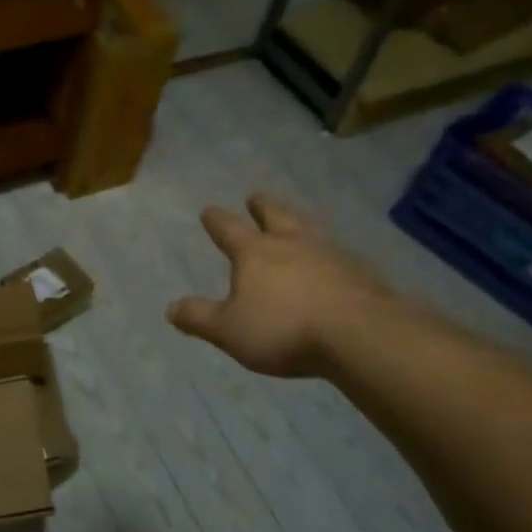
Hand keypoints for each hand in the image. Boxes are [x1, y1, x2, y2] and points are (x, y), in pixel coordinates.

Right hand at [167, 193, 395, 378]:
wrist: (360, 334)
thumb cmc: (283, 328)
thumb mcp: (229, 330)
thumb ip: (199, 317)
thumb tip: (170, 308)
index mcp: (255, 253)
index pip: (229, 229)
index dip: (216, 220)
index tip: (208, 210)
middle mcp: (292, 244)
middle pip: (275, 215)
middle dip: (262, 206)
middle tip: (255, 196)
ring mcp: (331, 254)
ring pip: (310, 229)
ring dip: (298, 222)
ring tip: (295, 220)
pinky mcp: (361, 273)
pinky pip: (339, 255)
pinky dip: (329, 253)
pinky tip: (333, 261)